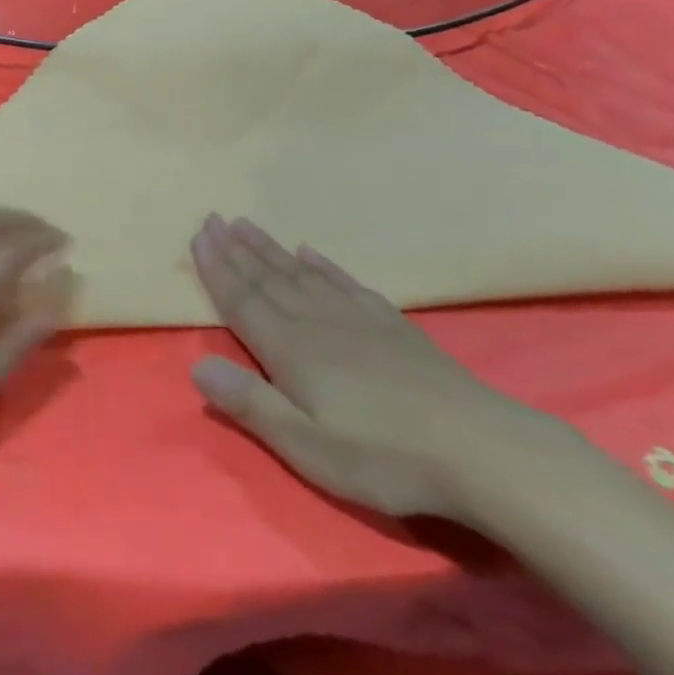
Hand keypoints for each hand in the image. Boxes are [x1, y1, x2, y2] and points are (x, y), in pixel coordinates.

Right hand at [189, 215, 564, 522]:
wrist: (476, 447)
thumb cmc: (383, 456)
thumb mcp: (308, 447)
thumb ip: (251, 405)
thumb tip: (197, 368)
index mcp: (291, 350)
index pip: (242, 300)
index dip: (217, 269)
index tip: (198, 236)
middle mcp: (316, 321)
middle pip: (267, 278)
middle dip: (235, 249)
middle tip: (213, 218)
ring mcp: (356, 317)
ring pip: (300, 274)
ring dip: (269, 249)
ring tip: (246, 225)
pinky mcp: (389, 324)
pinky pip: (343, 282)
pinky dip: (321, 264)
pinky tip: (310, 252)